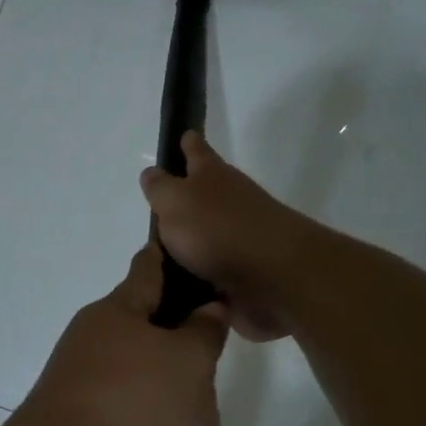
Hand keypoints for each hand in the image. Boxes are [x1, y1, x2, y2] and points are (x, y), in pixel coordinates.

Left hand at [12, 243, 234, 425]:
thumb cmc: (133, 404)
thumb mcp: (188, 362)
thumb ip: (205, 332)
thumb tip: (208, 308)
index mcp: (116, 316)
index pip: (148, 270)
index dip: (169, 257)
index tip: (184, 244)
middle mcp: (98, 353)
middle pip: (158, 349)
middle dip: (194, 379)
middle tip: (214, 405)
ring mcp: (91, 401)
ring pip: (155, 405)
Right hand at [140, 133, 312, 340]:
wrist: (273, 275)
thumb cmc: (218, 228)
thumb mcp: (175, 201)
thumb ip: (160, 188)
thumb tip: (152, 172)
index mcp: (212, 177)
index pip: (197, 151)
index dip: (189, 143)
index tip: (185, 135)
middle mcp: (230, 203)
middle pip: (205, 195)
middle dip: (186, 199)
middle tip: (160, 210)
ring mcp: (240, 239)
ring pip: (208, 237)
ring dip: (190, 245)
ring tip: (160, 258)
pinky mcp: (244, 274)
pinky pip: (213, 274)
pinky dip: (199, 280)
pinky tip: (179, 290)